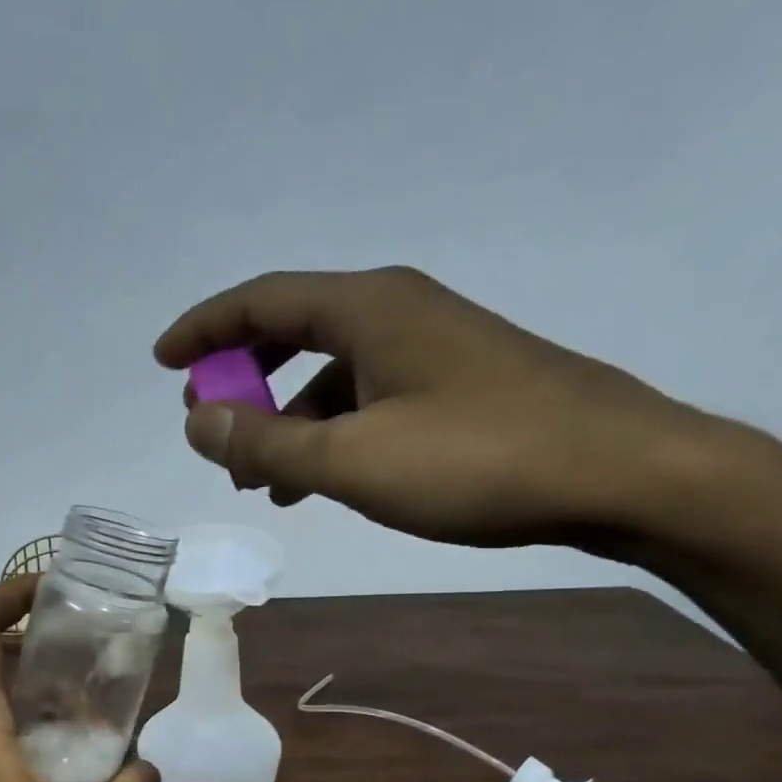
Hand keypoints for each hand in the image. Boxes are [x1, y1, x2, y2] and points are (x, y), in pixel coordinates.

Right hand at [155, 266, 728, 549]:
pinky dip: (330, 433)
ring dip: (286, 419)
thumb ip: (267, 442)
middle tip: (210, 426)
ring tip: (258, 475)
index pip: (261, 301)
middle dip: (243, 378)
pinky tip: (321, 480)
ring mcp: (433, 348)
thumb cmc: (477, 459)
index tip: (162, 362)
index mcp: (368, 308)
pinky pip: (368, 399)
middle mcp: (398, 312)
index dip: (204, 329)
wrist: (619, 473)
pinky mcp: (458, 386)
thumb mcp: (353, 460)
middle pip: (294, 332)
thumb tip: (196, 420)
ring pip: (332, 374)